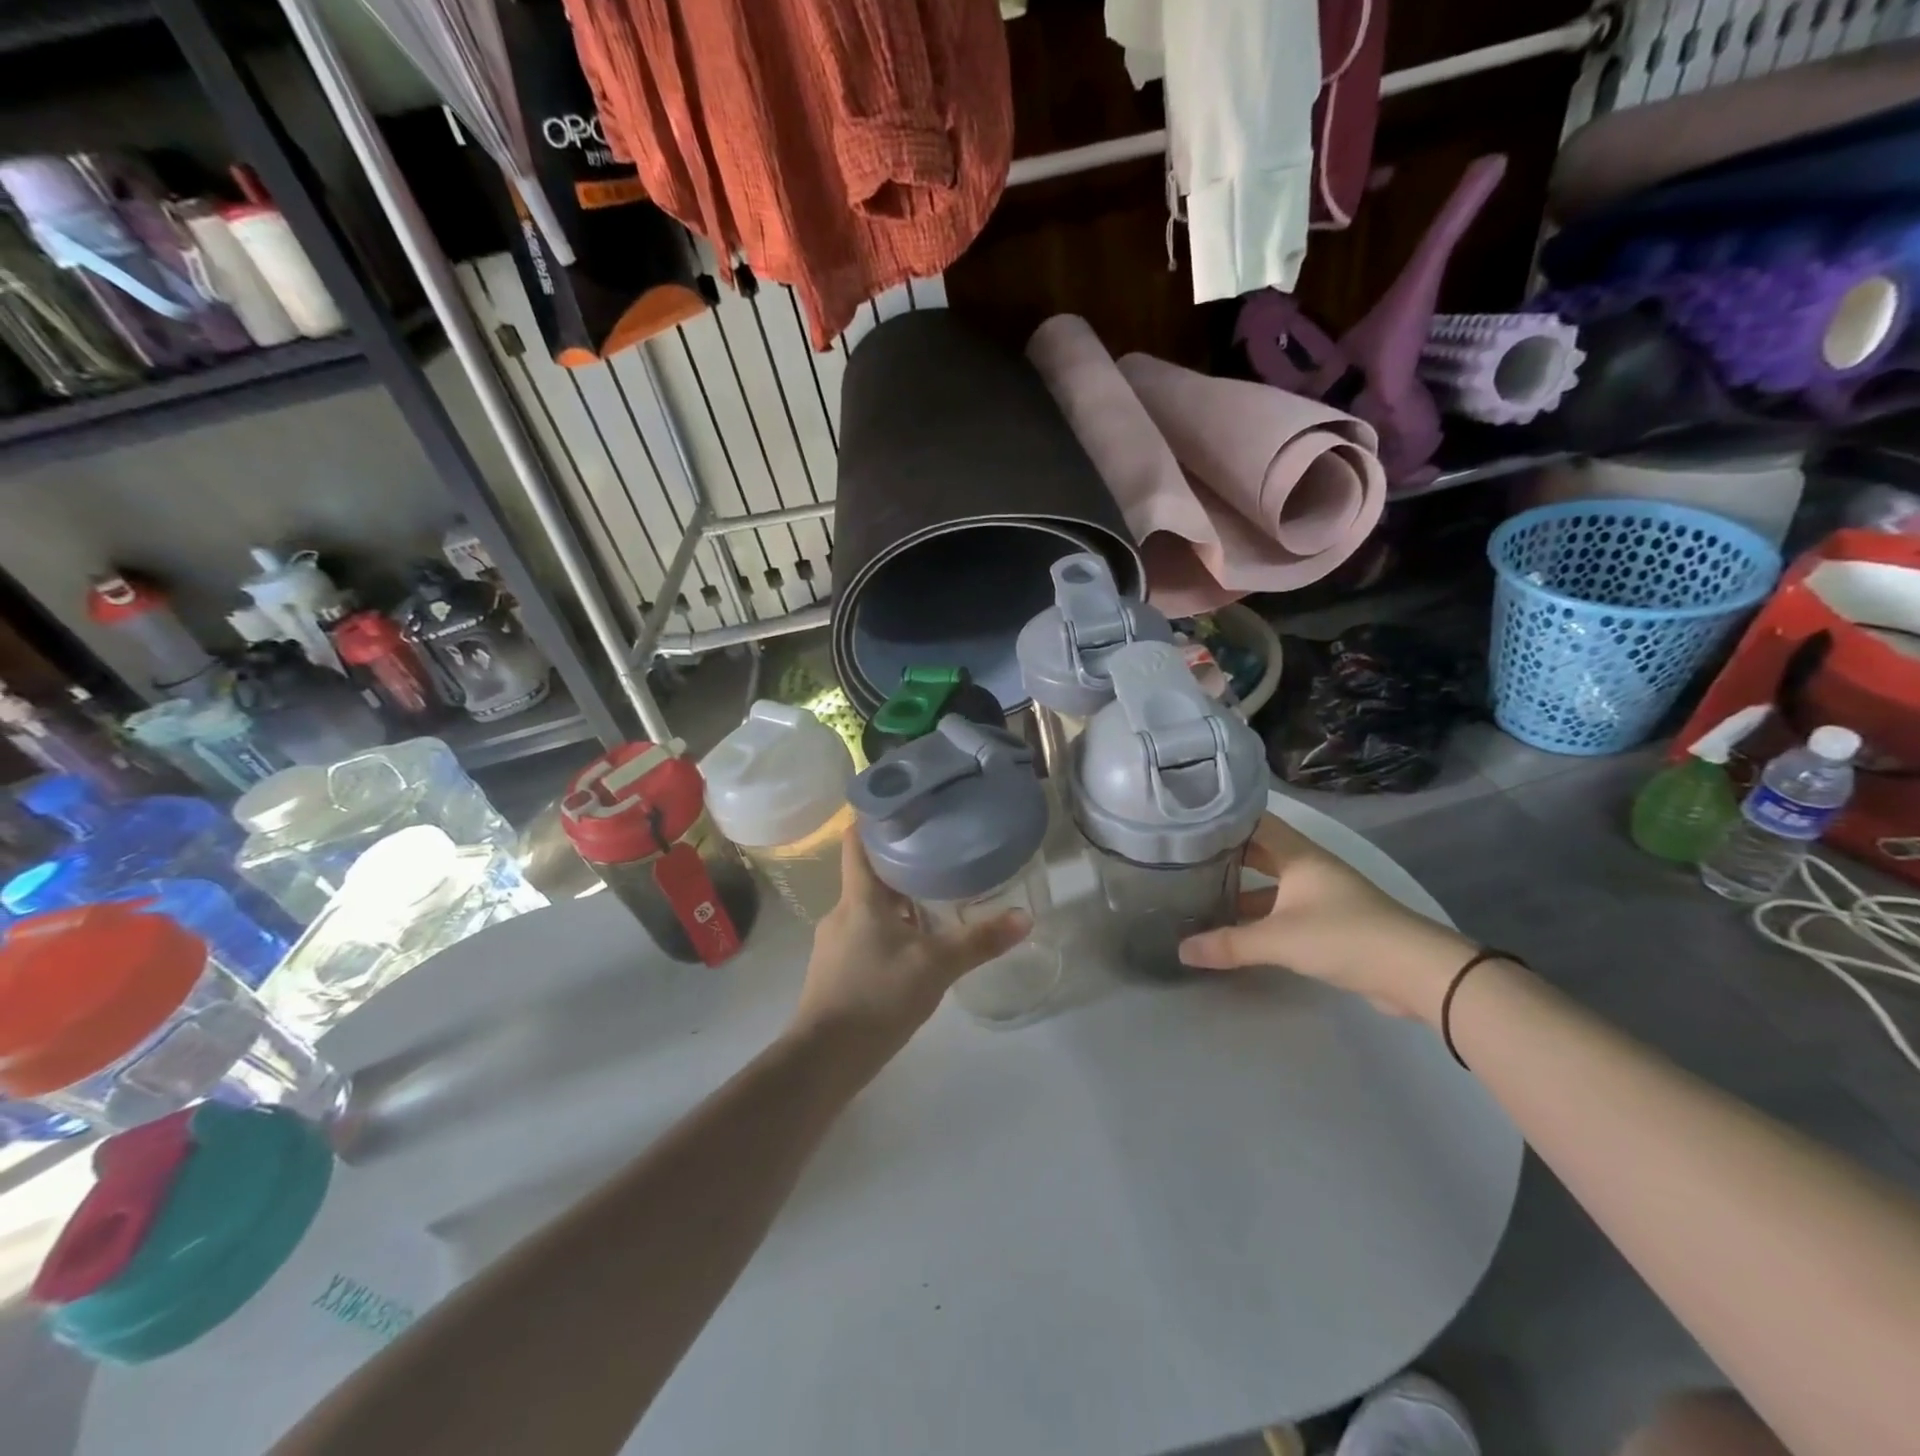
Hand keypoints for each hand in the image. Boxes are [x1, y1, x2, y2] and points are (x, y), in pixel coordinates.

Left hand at [788, 832, 1031, 1069]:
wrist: (825, 1059)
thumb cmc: (877, 996)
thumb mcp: (936, 966)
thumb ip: (980, 941)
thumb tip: (1026, 918)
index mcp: (859, 897)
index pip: (855, 841)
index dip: (874, 819)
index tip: (905, 807)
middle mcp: (842, 912)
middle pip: (869, 875)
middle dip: (902, 865)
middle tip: (941, 855)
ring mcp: (834, 943)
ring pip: (869, 909)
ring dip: (898, 903)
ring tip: (936, 901)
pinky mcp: (836, 970)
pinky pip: (865, 936)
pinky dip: (889, 932)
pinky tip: (915, 949)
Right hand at [1177, 812, 1472, 1023]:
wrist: (1416, 972)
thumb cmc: (1344, 936)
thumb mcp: (1279, 939)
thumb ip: (1229, 943)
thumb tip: (1181, 950)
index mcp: (1299, 855)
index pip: (1253, 822)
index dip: (1221, 818)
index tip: (1185, 820)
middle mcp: (1308, 867)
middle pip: (1259, 853)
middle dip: (1224, 856)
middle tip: (1181, 858)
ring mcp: (1321, 895)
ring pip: (1270, 885)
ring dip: (1241, 890)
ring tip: (1198, 895)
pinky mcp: (1329, 923)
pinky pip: (1282, 911)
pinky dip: (1258, 916)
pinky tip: (1233, 930)